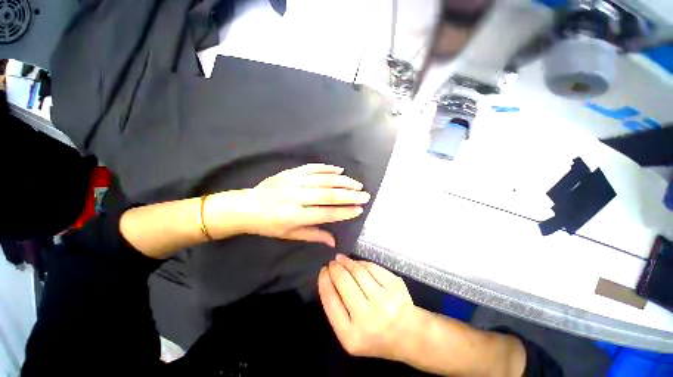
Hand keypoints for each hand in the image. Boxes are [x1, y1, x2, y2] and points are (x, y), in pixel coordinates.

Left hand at [226, 164, 370, 246]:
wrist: (246, 207)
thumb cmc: (268, 225)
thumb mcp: (289, 235)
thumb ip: (313, 235)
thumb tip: (334, 242)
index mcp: (295, 216)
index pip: (325, 214)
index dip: (344, 212)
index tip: (359, 210)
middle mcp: (295, 198)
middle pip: (327, 195)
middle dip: (349, 195)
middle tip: (364, 195)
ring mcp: (292, 182)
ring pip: (322, 179)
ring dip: (342, 181)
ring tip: (356, 184)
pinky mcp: (289, 172)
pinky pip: (311, 168)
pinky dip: (327, 168)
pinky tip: (339, 169)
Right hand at [318, 254, 418, 360]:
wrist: (409, 335)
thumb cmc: (376, 337)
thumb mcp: (351, 335)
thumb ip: (337, 310)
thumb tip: (329, 278)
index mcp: (351, 336)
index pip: (330, 301)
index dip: (324, 281)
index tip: (322, 271)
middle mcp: (368, 318)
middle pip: (344, 282)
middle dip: (335, 268)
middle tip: (332, 263)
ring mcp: (385, 301)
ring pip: (359, 271)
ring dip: (347, 262)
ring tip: (341, 259)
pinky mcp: (395, 286)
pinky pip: (372, 267)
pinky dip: (362, 263)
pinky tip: (357, 264)